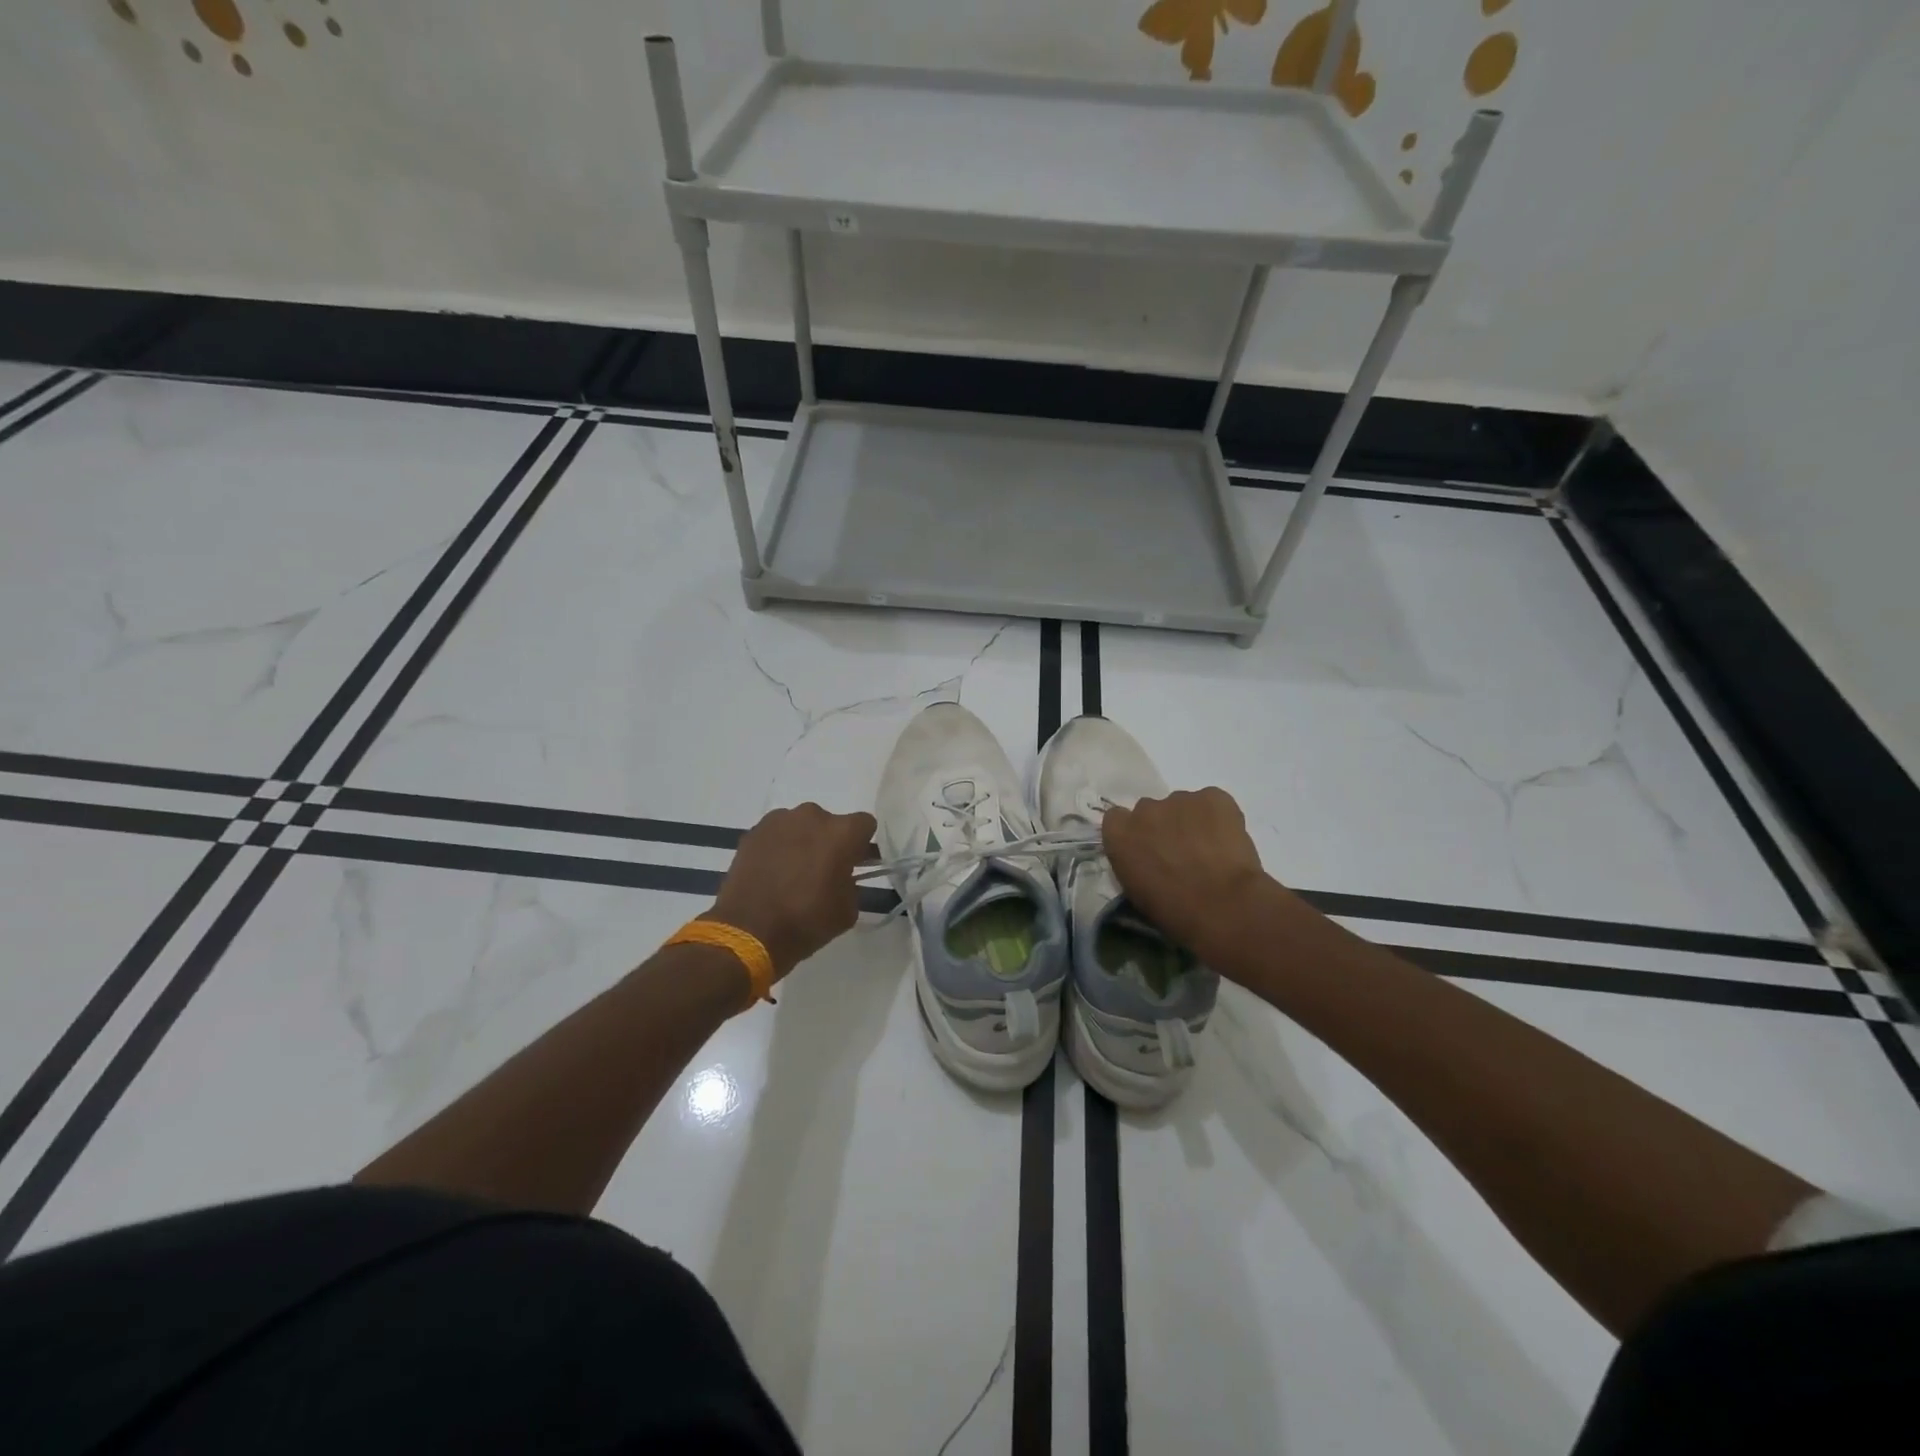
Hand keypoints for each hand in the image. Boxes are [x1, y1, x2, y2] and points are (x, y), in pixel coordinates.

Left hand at [706, 803, 876, 979]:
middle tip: (821, 871)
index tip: (854, 863)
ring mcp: (779, 820)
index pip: (865, 824)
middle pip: (831, 823)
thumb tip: (842, 877)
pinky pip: (777, 834)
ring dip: (803, 841)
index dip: (861, 845)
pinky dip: (778, 847)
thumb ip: (852, 884)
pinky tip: (771, 872)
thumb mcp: (847, 911)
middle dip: (830, 842)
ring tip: (791, 872)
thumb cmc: (806, 922)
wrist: (748, 933)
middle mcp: (812, 816)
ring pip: (802, 826)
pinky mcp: (754, 831)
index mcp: (842, 833)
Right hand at [1102, 788, 1271, 955]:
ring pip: (1183, 805)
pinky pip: (1212, 802)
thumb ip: (1133, 862)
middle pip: (1150, 810)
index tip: (1146, 849)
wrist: (1222, 906)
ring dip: (1191, 822)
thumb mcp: (1136, 890)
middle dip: (1163, 826)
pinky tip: (1227, 842)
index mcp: (1119, 833)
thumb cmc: (1174, 910)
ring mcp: (1180, 799)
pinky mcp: (1213, 797)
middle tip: (1181, 852)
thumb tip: (1146, 857)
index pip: (1117, 818)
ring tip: (1210, 849)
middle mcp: (1145, 808)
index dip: (1134, 833)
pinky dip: (1219, 817)